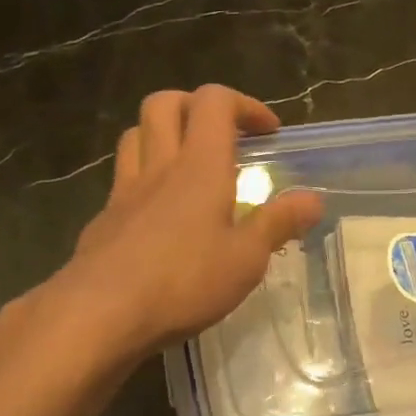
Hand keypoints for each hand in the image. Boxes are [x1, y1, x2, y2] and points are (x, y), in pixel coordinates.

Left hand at [54, 85, 322, 359]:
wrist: (102, 313)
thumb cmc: (184, 283)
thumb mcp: (246, 260)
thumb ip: (278, 224)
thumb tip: (314, 199)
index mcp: (199, 167)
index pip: (214, 103)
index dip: (244, 105)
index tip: (268, 132)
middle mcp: (159, 167)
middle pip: (164, 104)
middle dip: (196, 105)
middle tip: (223, 135)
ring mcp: (125, 191)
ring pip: (136, 134)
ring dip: (163, 134)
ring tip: (188, 162)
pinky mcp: (105, 219)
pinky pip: (123, 177)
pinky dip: (144, 176)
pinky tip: (160, 211)